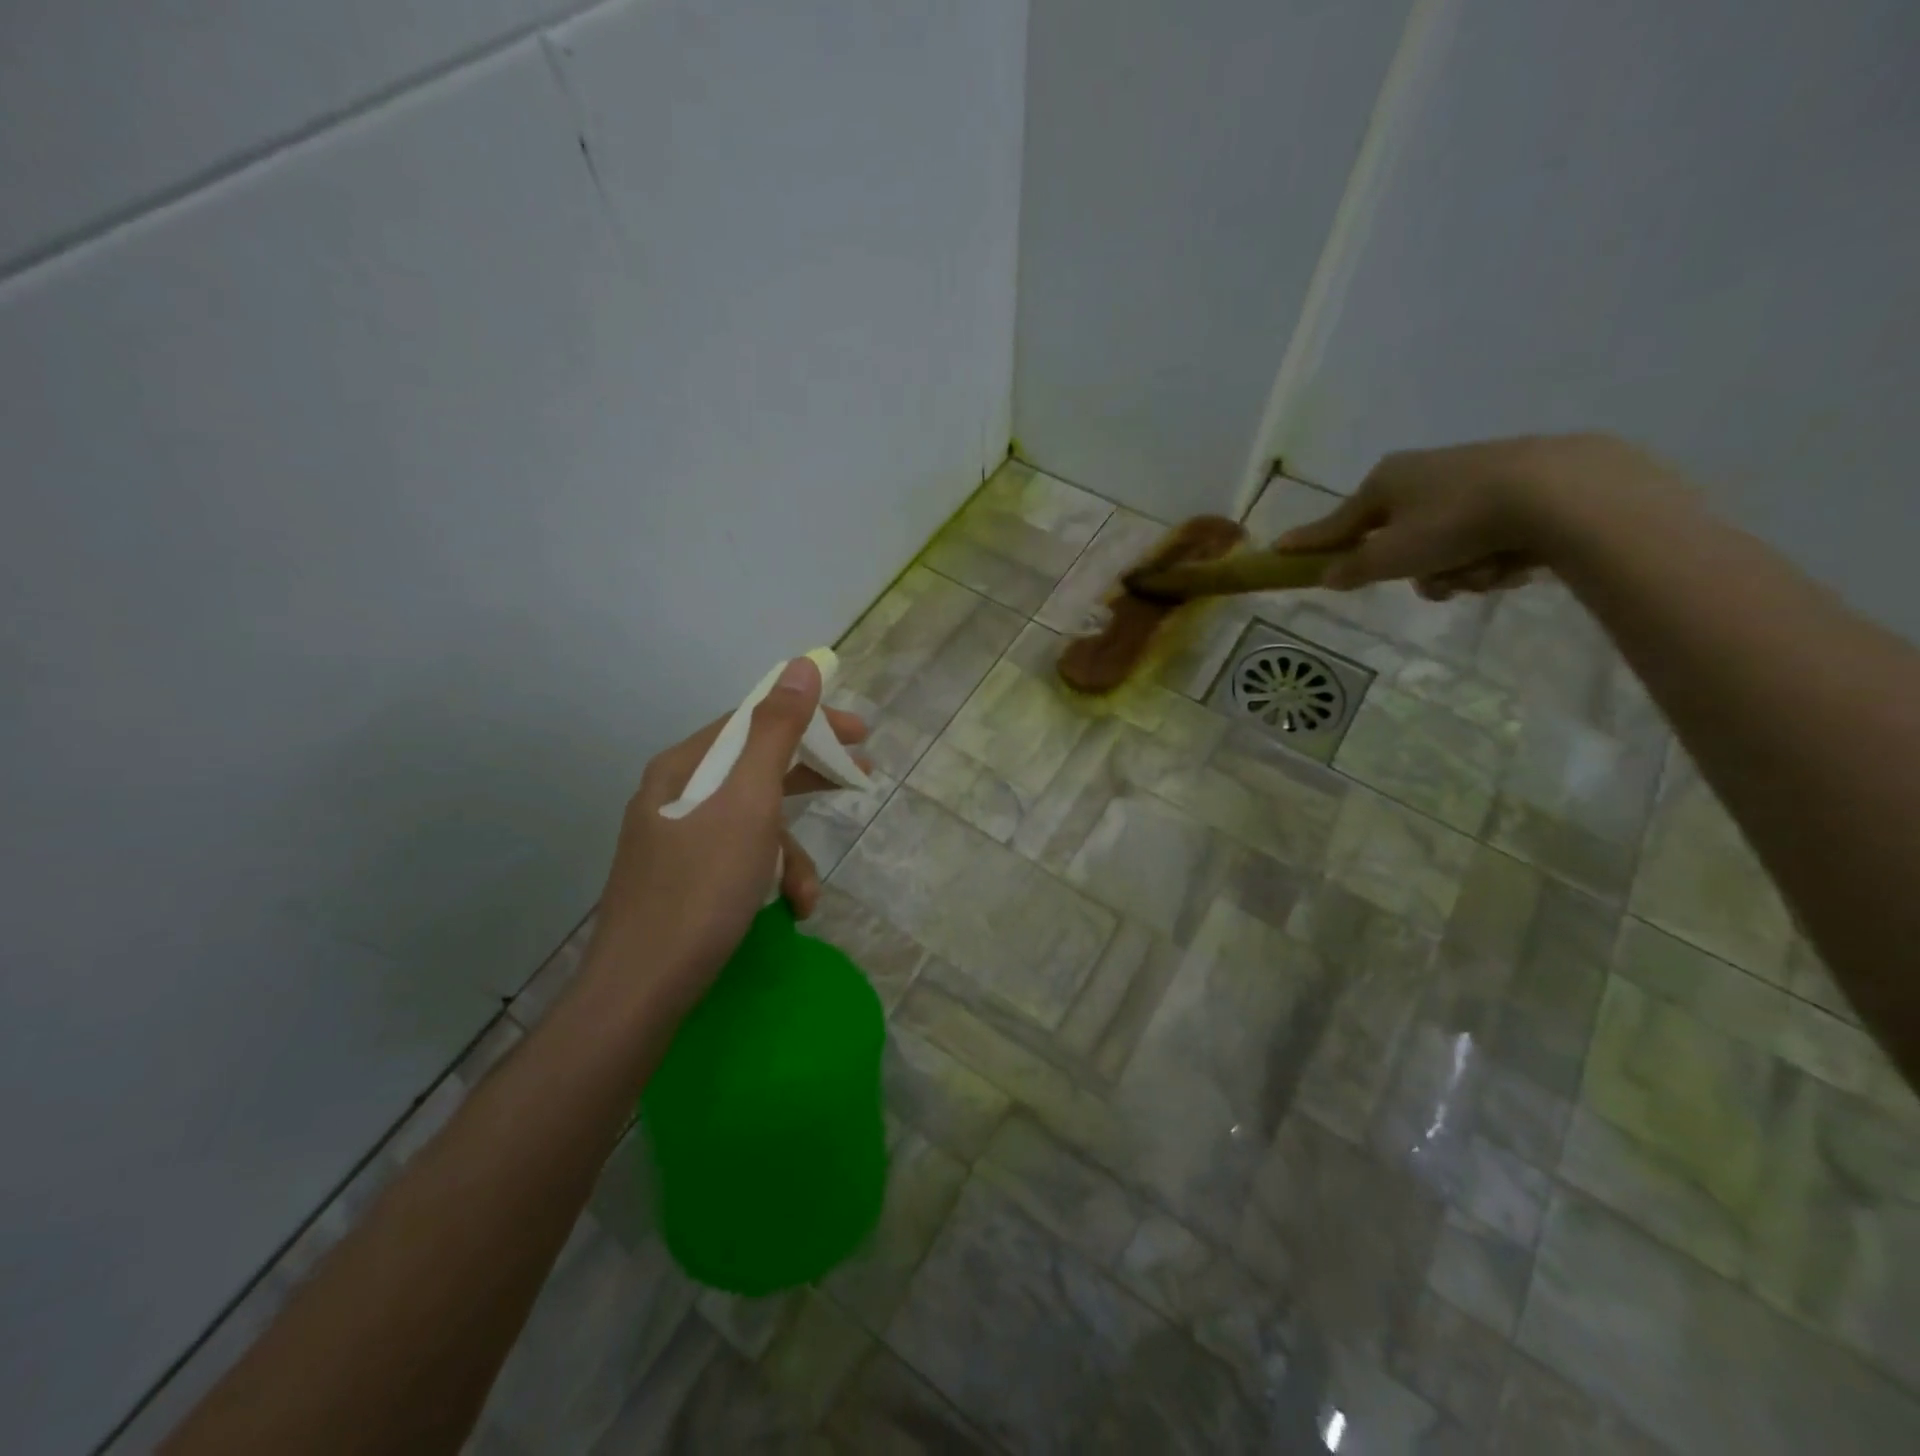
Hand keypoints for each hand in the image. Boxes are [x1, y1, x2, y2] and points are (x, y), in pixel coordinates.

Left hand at [586, 657, 868, 1012]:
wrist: (642, 991)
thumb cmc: (701, 888)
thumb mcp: (748, 802)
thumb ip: (777, 732)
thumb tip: (801, 666)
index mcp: (684, 767)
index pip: (755, 721)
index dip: (811, 719)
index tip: (860, 732)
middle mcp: (677, 795)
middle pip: (757, 767)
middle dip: (811, 778)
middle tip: (862, 775)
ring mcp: (678, 841)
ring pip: (754, 822)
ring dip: (791, 852)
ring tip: (809, 893)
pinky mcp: (685, 880)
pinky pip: (740, 859)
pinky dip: (769, 878)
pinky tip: (789, 910)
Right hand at [1274, 432, 1659, 599]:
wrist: (1560, 492)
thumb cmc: (1454, 523)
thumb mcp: (1391, 556)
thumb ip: (1353, 569)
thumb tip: (1326, 576)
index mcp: (1385, 481)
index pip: (1335, 522)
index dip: (1309, 542)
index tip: (1279, 550)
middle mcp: (1422, 474)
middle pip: (1396, 541)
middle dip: (1416, 571)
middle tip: (1434, 581)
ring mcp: (1469, 479)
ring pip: (1441, 546)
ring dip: (1456, 571)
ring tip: (1483, 572)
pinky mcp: (1514, 488)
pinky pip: (1480, 538)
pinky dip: (1490, 557)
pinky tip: (1514, 560)